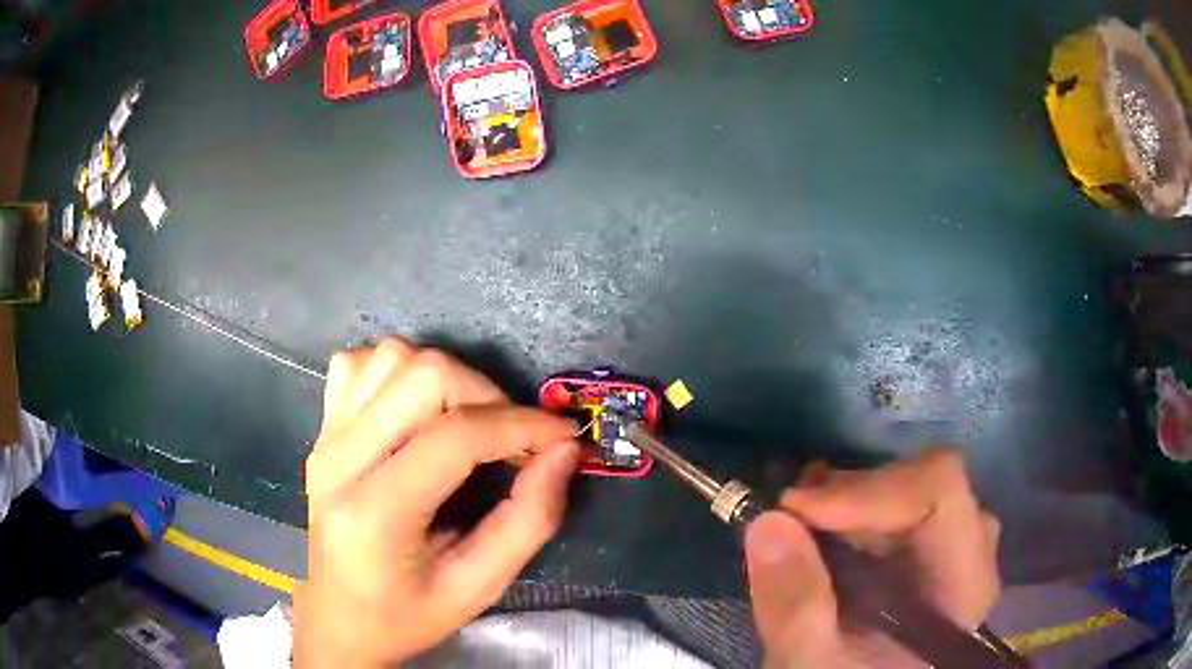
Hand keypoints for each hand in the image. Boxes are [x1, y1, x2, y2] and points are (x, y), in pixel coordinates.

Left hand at [293, 338, 579, 667]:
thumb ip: (528, 521)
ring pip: (392, 357)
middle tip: (515, 436)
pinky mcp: (321, 430)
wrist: (338, 618)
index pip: (455, 437)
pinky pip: (359, 364)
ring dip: (446, 377)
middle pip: (423, 377)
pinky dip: (399, 371)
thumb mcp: (477, 588)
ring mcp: (324, 439)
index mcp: (375, 514)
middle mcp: (339, 461)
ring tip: (469, 421)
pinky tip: (416, 408)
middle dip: (487, 395)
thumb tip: (564, 453)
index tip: (563, 435)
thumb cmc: (407, 615)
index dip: (521, 426)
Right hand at [745, 448, 1000, 667]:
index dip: (871, 488)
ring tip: (798, 522)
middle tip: (789, 514)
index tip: (798, 510)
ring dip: (848, 499)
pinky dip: (851, 510)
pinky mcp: (927, 551)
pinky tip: (817, 531)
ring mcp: (952, 548)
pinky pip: (897, 503)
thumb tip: (769, 522)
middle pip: (925, 483)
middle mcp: (970, 553)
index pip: (940, 492)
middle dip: (852, 493)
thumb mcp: (811, 663)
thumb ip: (795, 606)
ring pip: (909, 487)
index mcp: (963, 584)